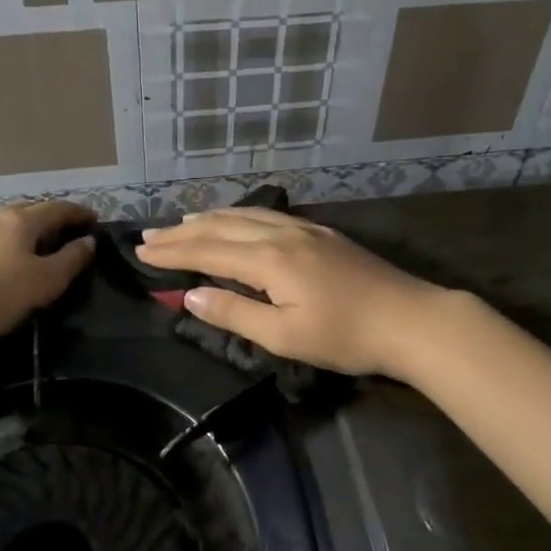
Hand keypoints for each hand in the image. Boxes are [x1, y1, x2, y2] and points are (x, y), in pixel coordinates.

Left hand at [0, 201, 95, 355]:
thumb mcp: (45, 283)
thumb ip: (71, 260)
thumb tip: (88, 241)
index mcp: (21, 220)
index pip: (58, 209)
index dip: (79, 214)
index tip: (94, 220)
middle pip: (29, 210)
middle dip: (50, 218)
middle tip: (65, 231)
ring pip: (1, 217)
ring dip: (20, 224)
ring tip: (28, 236)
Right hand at [137, 208, 446, 378]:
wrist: (410, 319)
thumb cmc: (346, 336)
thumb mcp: (285, 336)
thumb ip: (234, 313)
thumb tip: (190, 295)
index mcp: (269, 261)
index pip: (207, 251)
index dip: (172, 252)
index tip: (140, 252)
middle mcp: (281, 235)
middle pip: (221, 227)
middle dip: (182, 232)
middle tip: (148, 236)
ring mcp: (304, 230)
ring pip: (244, 215)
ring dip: (208, 218)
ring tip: (182, 221)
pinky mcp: (321, 233)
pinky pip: (267, 215)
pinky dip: (239, 214)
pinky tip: (237, 218)